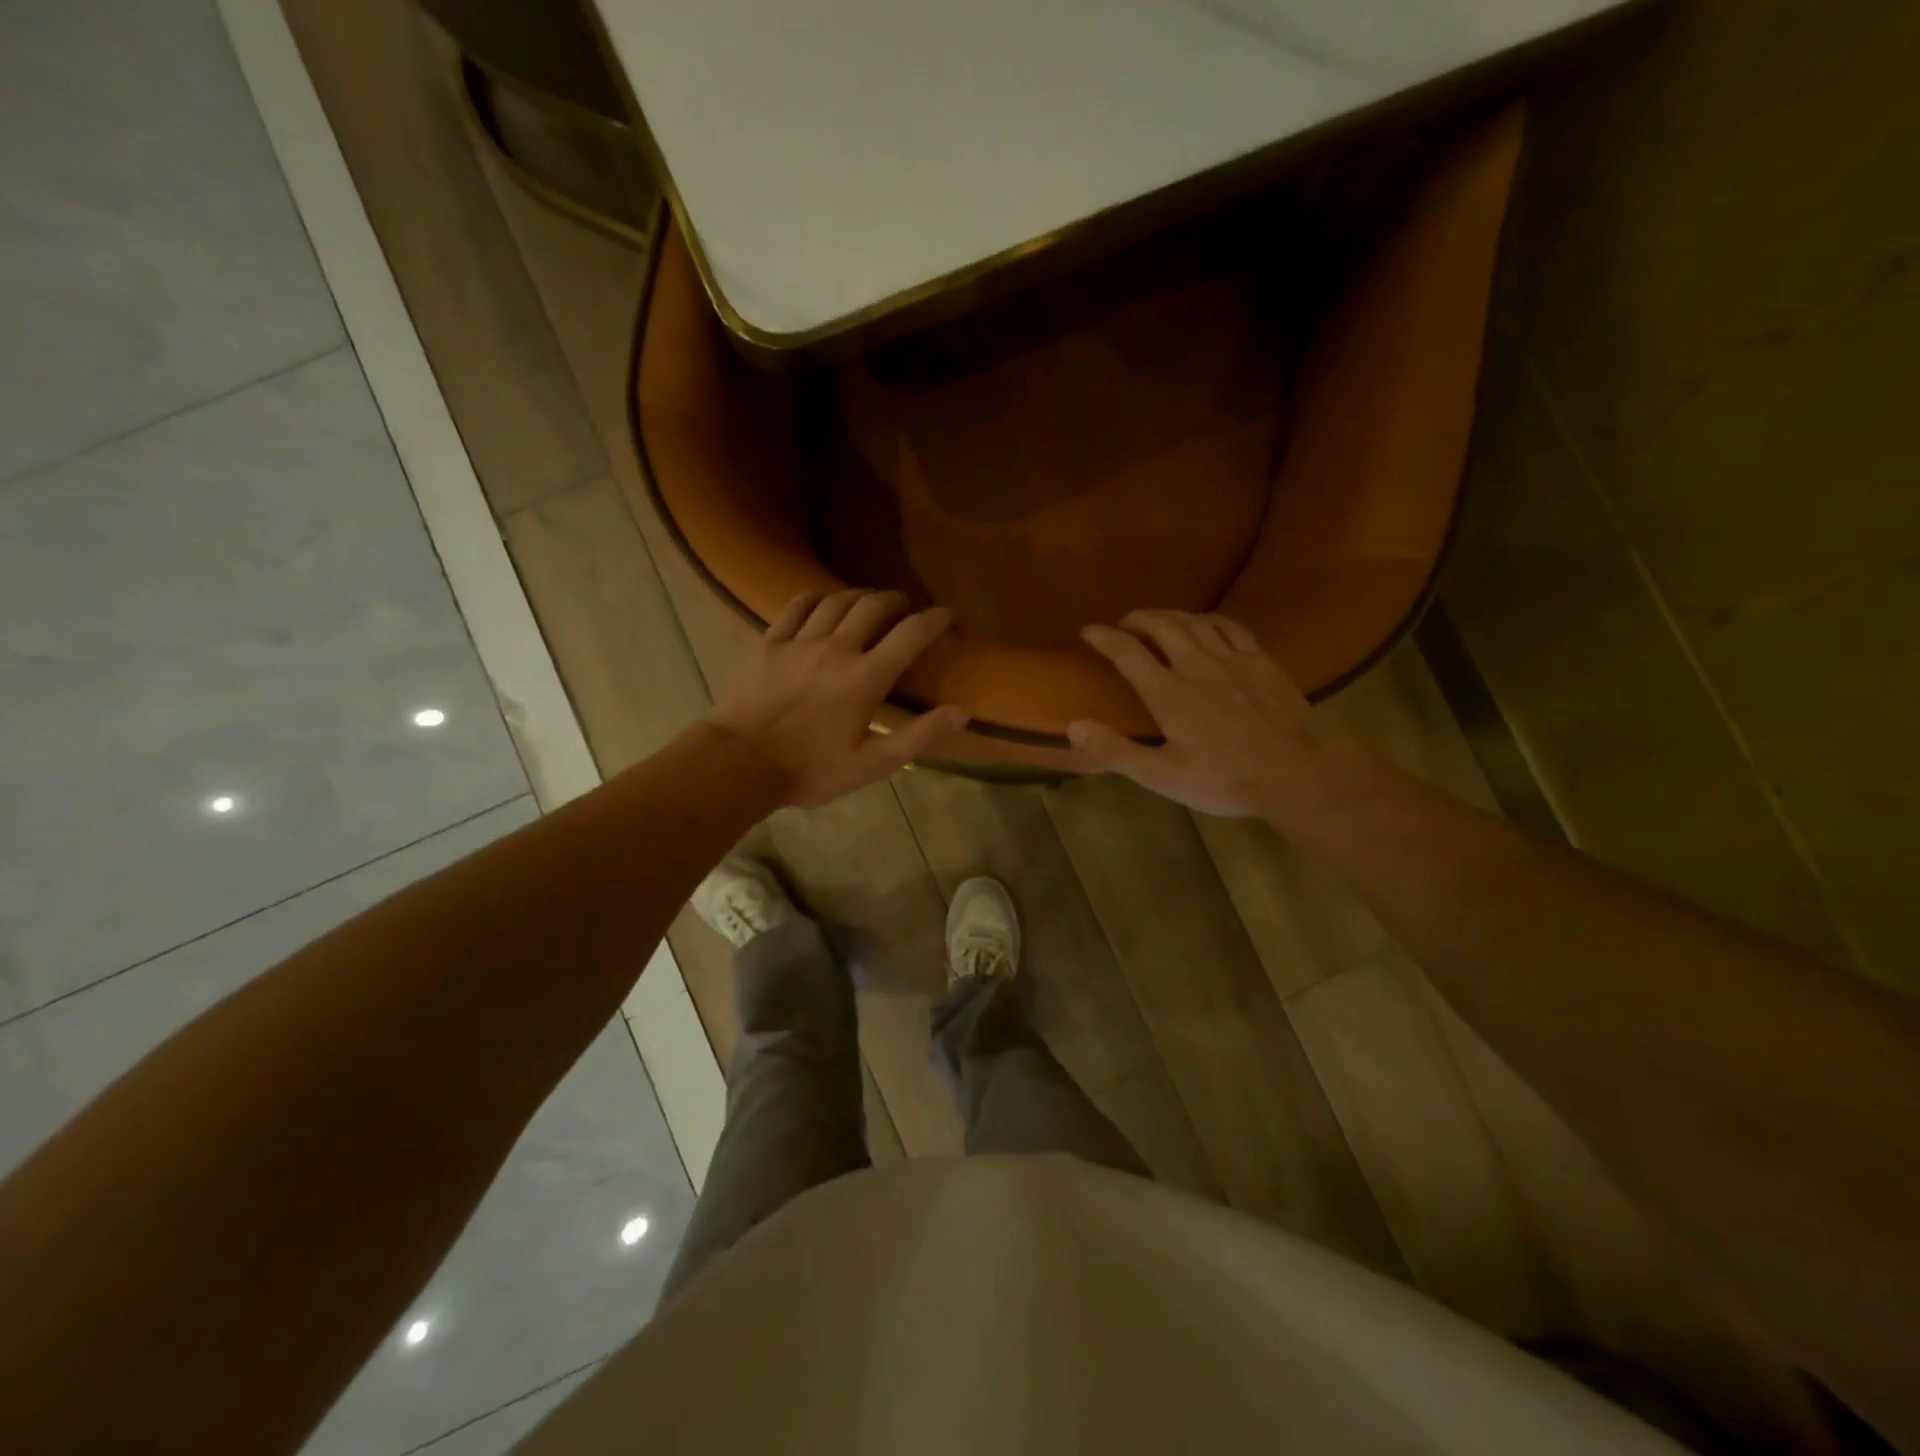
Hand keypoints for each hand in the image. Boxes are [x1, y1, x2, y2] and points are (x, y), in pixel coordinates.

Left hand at [708, 589, 967, 806]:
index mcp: (866, 678)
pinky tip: (823, 602)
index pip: (910, 635)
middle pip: (873, 606)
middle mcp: (837, 649)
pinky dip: (816, 598)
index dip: (933, 620)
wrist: (740, 764)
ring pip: (837, 601)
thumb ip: (918, 736)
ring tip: (869, 602)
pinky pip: (797, 606)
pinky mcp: (770, 643)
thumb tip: (961, 711)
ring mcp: (800, 642)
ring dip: (860, 596)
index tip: (946, 614)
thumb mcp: (872, 765)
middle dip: (896, 600)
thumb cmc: (811, 770)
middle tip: (906, 608)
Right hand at [1068, 610, 1330, 818]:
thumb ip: (1116, 751)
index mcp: (1168, 692)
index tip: (1087, 632)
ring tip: (1156, 619)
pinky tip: (1204, 624)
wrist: (1298, 773)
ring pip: (1194, 620)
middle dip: (1136, 619)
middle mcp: (1196, 664)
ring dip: (1169, 614)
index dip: (1103, 637)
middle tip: (1122, 624)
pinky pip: (1229, 626)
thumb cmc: (1225, 779)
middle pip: (1161, 625)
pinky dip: (1207, 619)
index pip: (1126, 651)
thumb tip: (1074, 726)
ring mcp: (1232, 658)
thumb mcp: (1163, 775)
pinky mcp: (1260, 660)